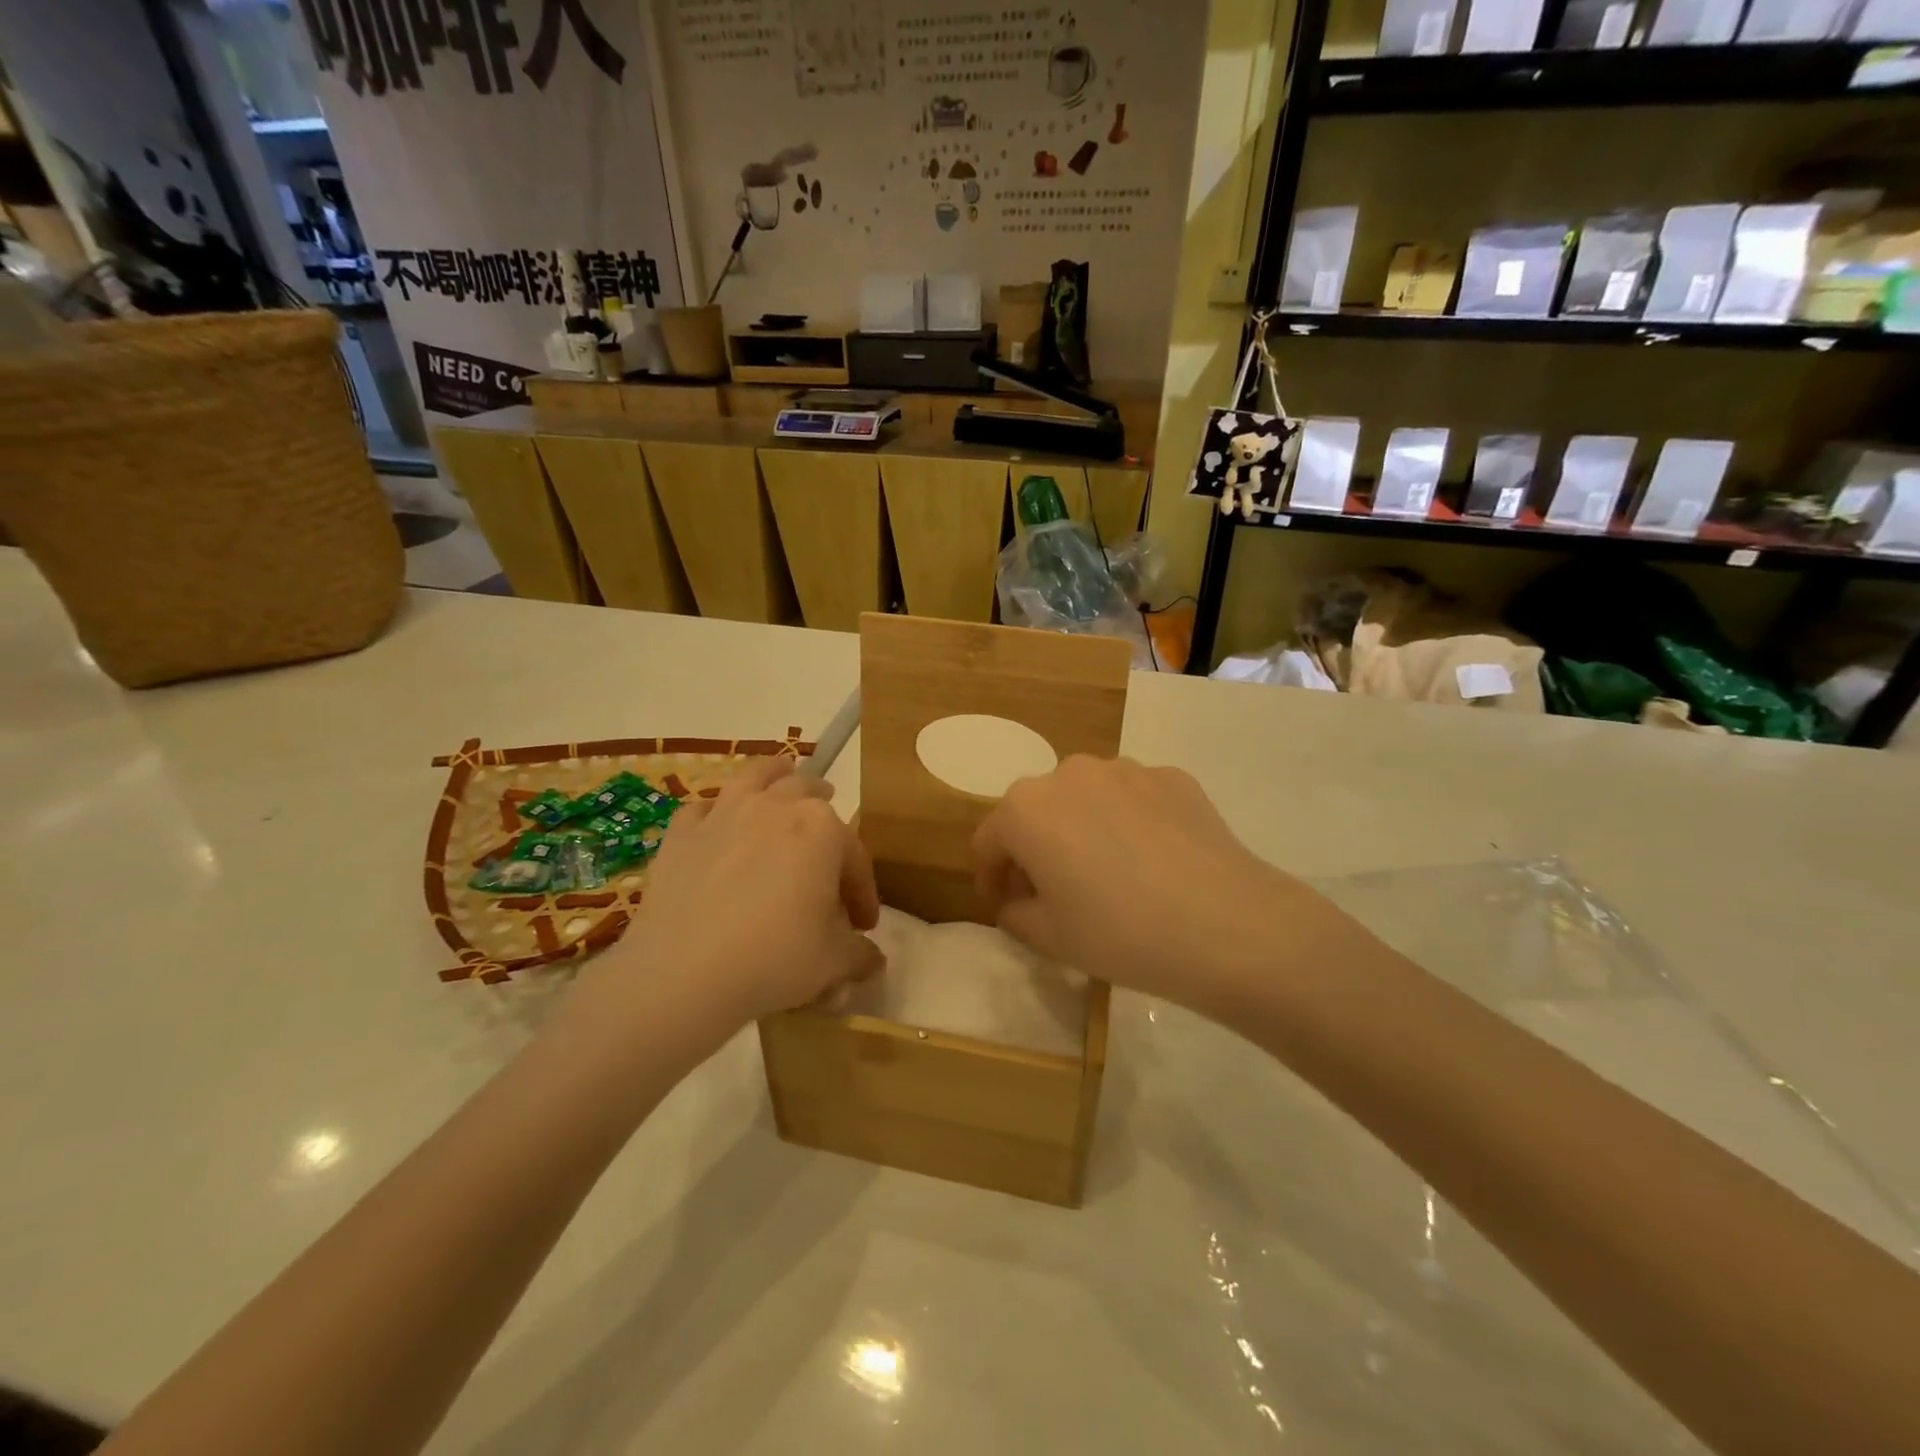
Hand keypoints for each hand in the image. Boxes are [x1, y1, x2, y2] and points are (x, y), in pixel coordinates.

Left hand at [603, 757, 883, 1027]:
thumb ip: (860, 954)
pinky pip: (702, 810)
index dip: (863, 891)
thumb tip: (872, 961)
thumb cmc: (775, 959)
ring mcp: (724, 814)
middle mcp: (775, 806)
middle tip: (830, 834)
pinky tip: (717, 829)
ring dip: (774, 774)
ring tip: (782, 776)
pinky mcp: (681, 834)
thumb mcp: (835, 964)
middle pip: (807, 791)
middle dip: (824, 807)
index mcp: (823, 829)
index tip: (863, 924)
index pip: (855, 856)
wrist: (684, 975)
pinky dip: (715, 814)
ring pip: (755, 776)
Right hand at [971, 756, 1337, 1010]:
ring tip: (1108, 874)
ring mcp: (1126, 769)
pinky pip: (1133, 799)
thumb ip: (1015, 914)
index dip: (989, 877)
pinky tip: (1153, 862)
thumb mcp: (1049, 938)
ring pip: (1086, 799)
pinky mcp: (1173, 776)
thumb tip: (1017, 901)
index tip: (1002, 905)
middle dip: (1034, 849)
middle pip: (1036, 812)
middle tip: (1053, 892)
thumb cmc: (1120, 933)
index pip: (989, 841)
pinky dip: (1129, 823)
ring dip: (1082, 829)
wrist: (1227, 925)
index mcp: (1026, 808)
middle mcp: (1069, 773)